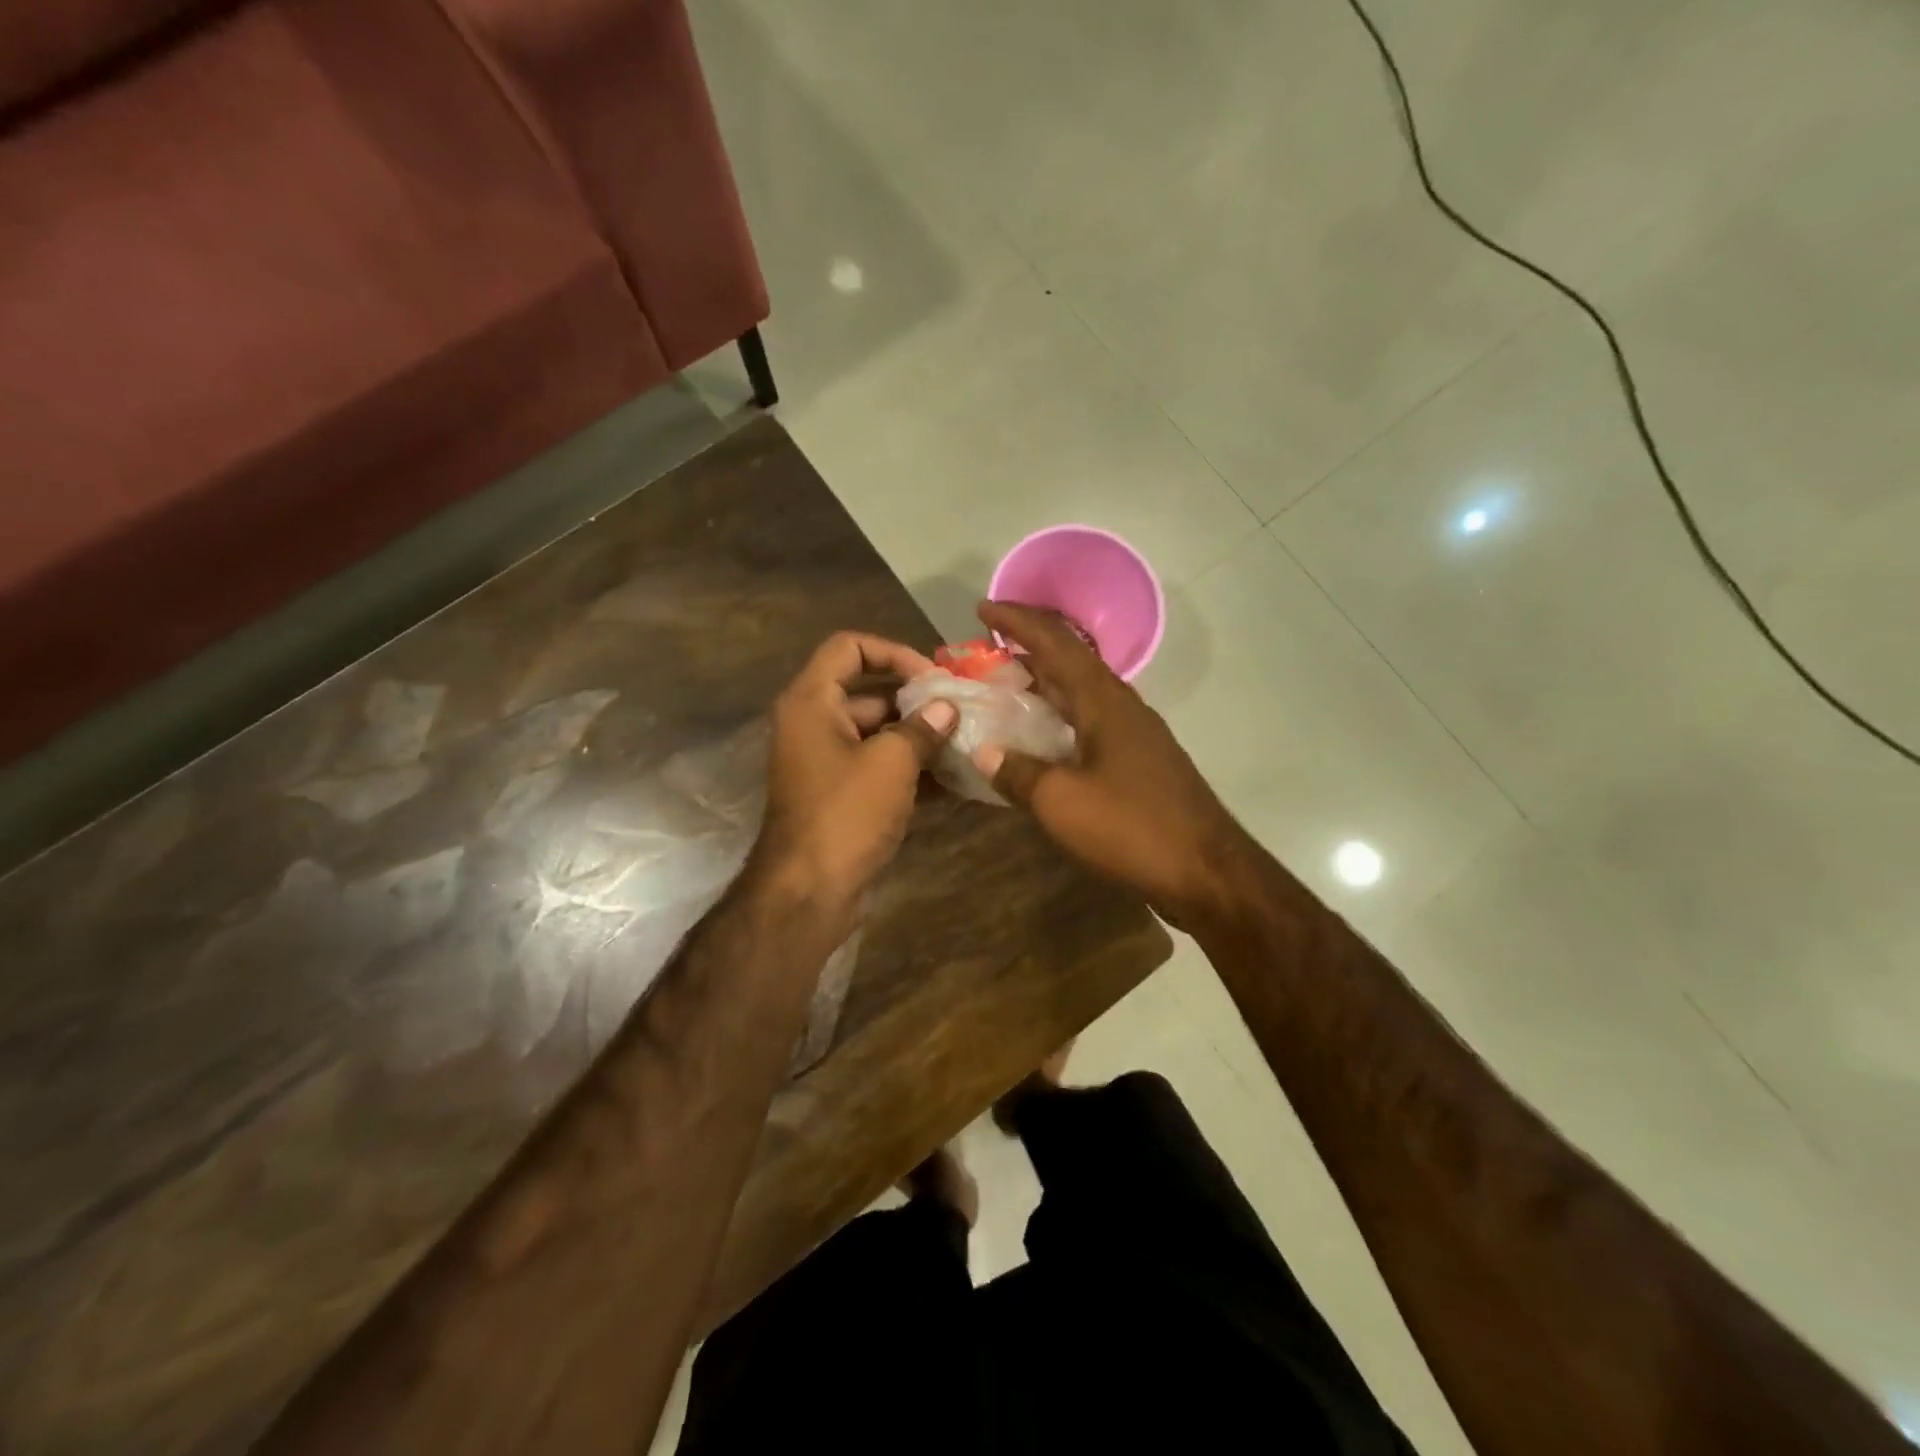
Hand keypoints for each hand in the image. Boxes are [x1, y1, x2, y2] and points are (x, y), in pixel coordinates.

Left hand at [753, 632, 957, 923]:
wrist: (809, 892)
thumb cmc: (846, 814)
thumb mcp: (891, 763)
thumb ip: (922, 728)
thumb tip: (947, 709)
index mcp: (812, 702)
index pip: (849, 647)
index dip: (893, 651)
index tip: (932, 676)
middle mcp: (814, 724)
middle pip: (869, 692)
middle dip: (917, 701)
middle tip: (963, 711)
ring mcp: (827, 763)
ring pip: (878, 734)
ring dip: (919, 737)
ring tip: (966, 743)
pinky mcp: (841, 796)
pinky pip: (878, 768)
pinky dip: (910, 770)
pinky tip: (954, 780)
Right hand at [973, 602, 1249, 925]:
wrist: (1206, 870)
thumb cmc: (1132, 827)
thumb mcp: (1062, 802)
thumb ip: (1018, 773)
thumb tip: (983, 752)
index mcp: (1102, 701)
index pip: (1055, 643)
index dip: (1017, 621)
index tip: (982, 607)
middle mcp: (1120, 706)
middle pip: (1069, 660)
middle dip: (1026, 647)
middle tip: (985, 650)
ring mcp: (1133, 733)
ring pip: (1080, 692)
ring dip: (1043, 682)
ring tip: (1004, 687)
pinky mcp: (1138, 760)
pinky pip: (1088, 721)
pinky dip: (1057, 717)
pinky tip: (1039, 738)